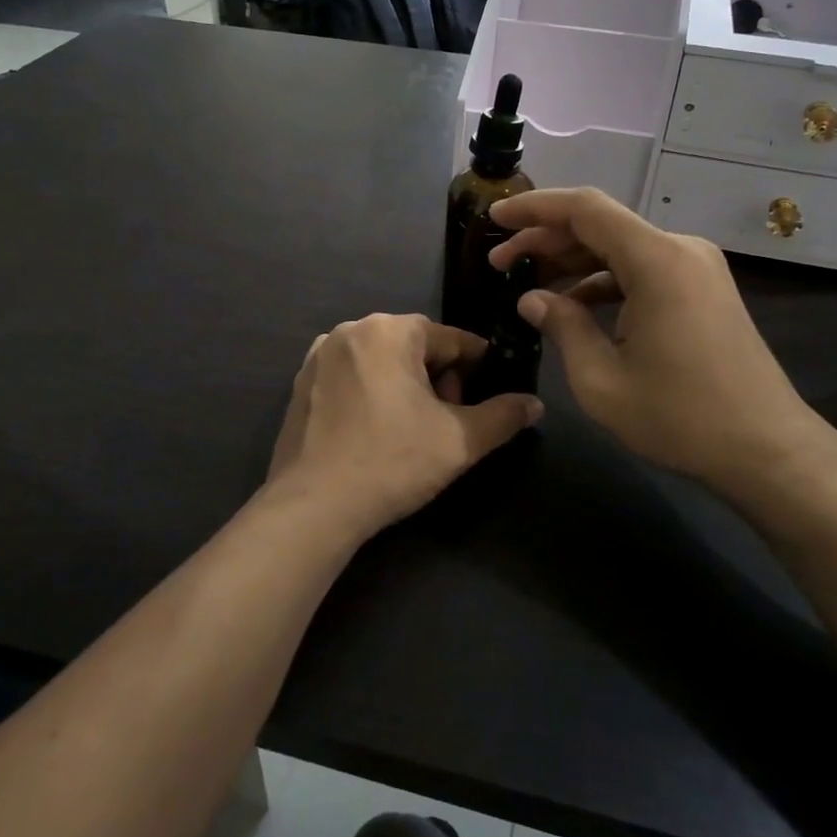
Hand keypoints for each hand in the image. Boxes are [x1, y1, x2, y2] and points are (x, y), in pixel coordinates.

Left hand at [265, 314, 542, 544]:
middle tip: (448, 421)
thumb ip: (503, 416)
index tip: (487, 398)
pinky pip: (352, 377)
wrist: (313, 506)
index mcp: (389, 330)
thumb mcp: (459, 441)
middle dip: (439, 379)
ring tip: (414, 430)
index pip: (452, 339)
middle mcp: (350, 330)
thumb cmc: (392, 462)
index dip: (477, 368)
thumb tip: (535, 404)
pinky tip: (377, 433)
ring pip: (382, 361)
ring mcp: (319, 356)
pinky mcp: (301, 384)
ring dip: (406, 386)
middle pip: (414, 347)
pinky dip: (372, 394)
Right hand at [489, 188, 835, 498]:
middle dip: (546, 239)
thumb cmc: (681, 418)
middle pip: (601, 225)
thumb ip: (563, 327)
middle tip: (500, 263)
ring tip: (528, 283)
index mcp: (657, 261)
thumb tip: (531, 299)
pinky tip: (574, 304)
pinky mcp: (702, 289)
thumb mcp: (601, 380)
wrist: (768, 449)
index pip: (585, 209)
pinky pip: (643, 269)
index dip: (534, 209)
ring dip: (573, 261)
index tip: (493, 219)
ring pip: (621, 247)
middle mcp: (680, 249)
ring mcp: (696, 268)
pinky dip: (604, 279)